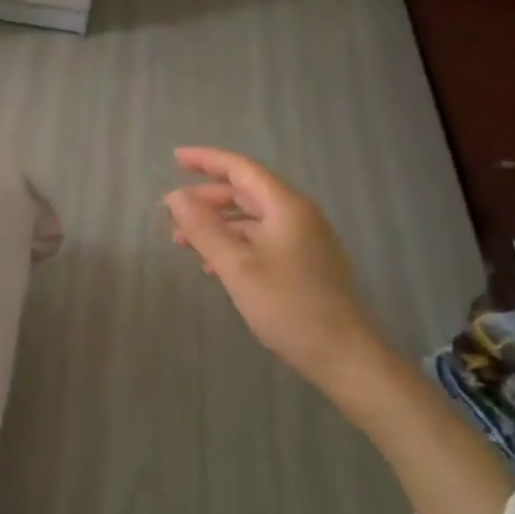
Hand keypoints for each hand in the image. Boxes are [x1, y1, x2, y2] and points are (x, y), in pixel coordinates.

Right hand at [163, 146, 380, 388]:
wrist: (342, 355)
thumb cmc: (287, 305)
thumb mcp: (236, 266)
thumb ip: (203, 228)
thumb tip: (174, 197)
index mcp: (286, 206)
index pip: (241, 168)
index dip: (206, 160)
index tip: (175, 158)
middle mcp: (297, 215)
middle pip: (246, 192)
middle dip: (206, 198)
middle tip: (172, 211)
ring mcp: (304, 240)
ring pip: (252, 219)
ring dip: (217, 225)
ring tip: (183, 242)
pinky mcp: (304, 263)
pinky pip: (261, 240)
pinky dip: (233, 244)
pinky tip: (213, 266)